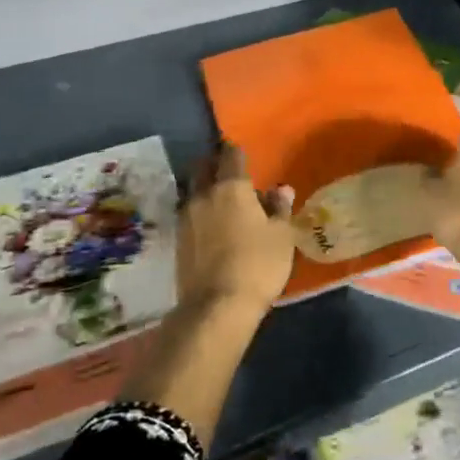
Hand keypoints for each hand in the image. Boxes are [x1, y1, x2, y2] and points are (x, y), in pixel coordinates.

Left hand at [177, 143, 294, 317]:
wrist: (216, 307)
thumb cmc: (258, 265)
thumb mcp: (281, 236)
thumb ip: (280, 208)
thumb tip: (281, 189)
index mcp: (231, 187)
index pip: (231, 155)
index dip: (237, 151)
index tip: (242, 153)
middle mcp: (203, 195)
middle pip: (204, 168)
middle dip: (215, 165)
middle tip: (229, 173)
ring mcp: (186, 218)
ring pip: (193, 190)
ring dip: (205, 189)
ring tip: (221, 201)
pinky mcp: (178, 240)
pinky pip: (189, 214)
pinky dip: (200, 212)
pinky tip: (212, 225)